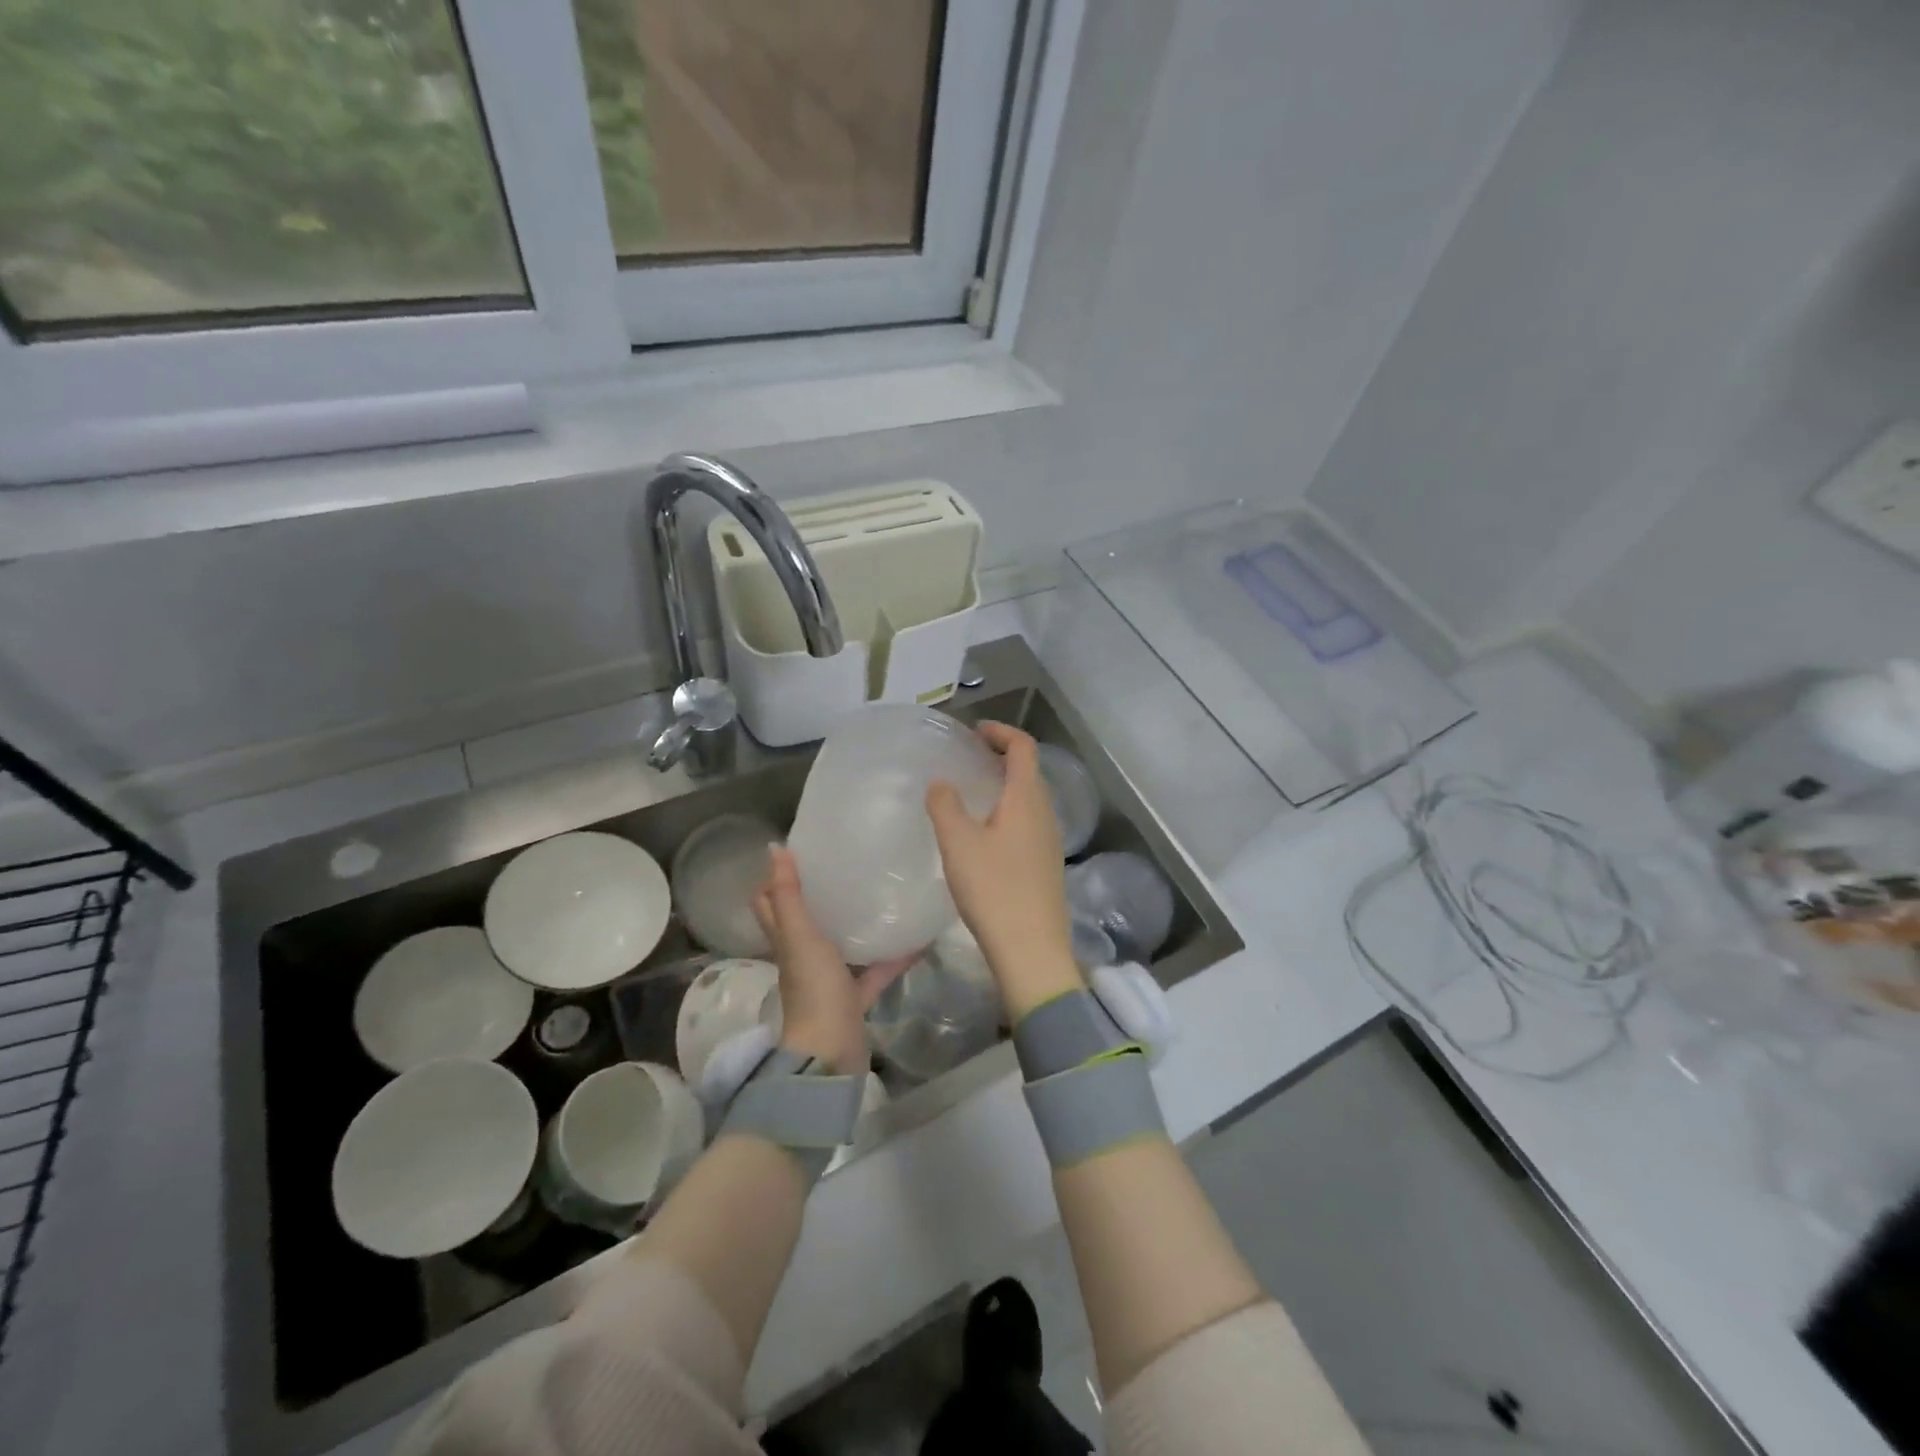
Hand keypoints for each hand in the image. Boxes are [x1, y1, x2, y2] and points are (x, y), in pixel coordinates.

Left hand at [753, 846, 910, 1073]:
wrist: (831, 1053)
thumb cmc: (813, 988)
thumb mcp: (800, 935)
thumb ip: (790, 894)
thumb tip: (774, 848)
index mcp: (786, 940)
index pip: (770, 903)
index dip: (775, 878)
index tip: (798, 851)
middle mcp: (803, 957)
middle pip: (804, 921)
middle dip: (817, 895)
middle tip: (843, 865)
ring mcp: (829, 980)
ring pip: (840, 945)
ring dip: (853, 924)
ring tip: (878, 893)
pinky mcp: (854, 999)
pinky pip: (874, 972)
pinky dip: (891, 958)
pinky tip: (915, 939)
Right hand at [925, 722, 1083, 1018]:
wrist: (1031, 949)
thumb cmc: (994, 889)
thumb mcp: (958, 843)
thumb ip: (945, 805)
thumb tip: (941, 782)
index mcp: (1027, 798)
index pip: (1023, 747)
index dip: (1001, 732)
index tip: (974, 731)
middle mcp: (1045, 813)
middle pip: (1029, 771)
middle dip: (1001, 756)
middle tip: (968, 758)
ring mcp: (1049, 841)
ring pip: (1028, 799)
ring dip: (1004, 786)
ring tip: (971, 793)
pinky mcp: (1046, 865)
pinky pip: (1028, 822)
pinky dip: (1007, 811)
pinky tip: (984, 834)